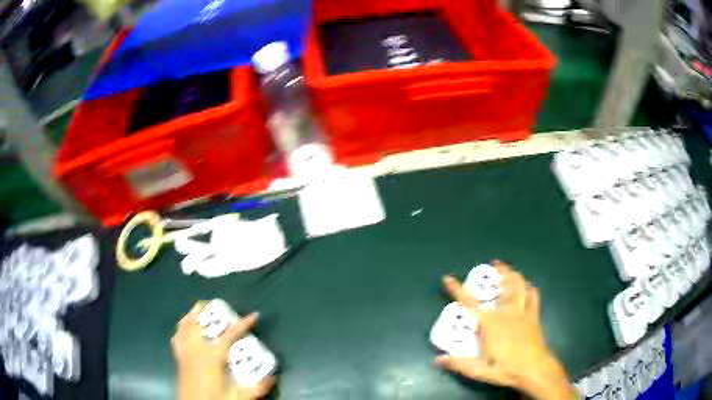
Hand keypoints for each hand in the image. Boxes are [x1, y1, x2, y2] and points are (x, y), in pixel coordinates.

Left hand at [171, 302, 273, 399]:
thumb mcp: (238, 398)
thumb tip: (272, 377)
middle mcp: (195, 350)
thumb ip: (256, 388)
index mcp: (211, 358)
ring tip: (199, 310)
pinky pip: (177, 336)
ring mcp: (184, 352)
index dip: (242, 324)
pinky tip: (185, 328)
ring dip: (192, 315)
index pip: (228, 336)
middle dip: (206, 310)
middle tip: (217, 305)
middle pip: (198, 323)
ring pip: (184, 326)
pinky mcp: (178, 357)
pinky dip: (181, 328)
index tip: (254, 315)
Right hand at [433, 262, 574, 399]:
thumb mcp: (478, 370)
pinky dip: (530, 288)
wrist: (533, 369)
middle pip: (504, 285)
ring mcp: (522, 312)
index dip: (457, 289)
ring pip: (520, 285)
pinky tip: (527, 286)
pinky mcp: (534, 315)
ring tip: (508, 269)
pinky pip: (534, 296)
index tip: (448, 278)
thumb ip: (458, 363)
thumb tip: (437, 360)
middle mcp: (506, 312)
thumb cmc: (505, 368)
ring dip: (514, 274)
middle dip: (499, 272)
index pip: (469, 303)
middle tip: (494, 264)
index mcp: (490, 323)